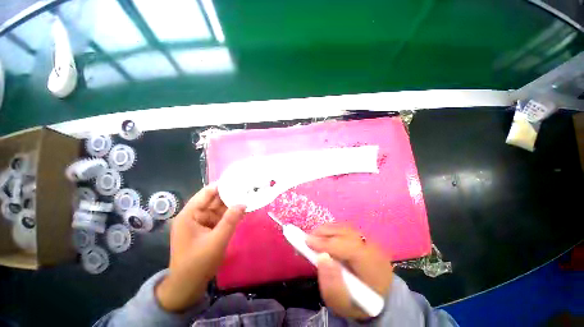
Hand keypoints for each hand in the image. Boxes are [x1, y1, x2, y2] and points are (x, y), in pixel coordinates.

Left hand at [155, 184, 245, 311]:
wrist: (188, 286)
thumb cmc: (198, 263)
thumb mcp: (216, 241)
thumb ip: (230, 220)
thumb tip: (243, 202)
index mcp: (190, 215)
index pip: (207, 193)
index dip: (222, 185)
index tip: (238, 179)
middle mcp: (194, 215)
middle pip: (214, 199)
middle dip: (230, 193)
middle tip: (247, 186)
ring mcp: (201, 222)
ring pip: (219, 208)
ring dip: (232, 203)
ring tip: (248, 195)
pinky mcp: (208, 229)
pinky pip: (221, 217)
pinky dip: (231, 214)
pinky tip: (242, 209)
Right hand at [306, 224, 392, 318]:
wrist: (376, 299)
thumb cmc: (358, 304)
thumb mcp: (343, 304)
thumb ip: (331, 285)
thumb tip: (322, 257)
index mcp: (373, 268)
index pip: (350, 247)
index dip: (327, 242)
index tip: (307, 242)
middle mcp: (374, 249)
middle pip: (346, 232)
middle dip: (324, 233)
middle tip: (307, 239)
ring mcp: (369, 240)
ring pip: (345, 228)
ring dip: (326, 230)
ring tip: (313, 238)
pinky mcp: (363, 237)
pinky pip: (345, 229)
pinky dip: (331, 230)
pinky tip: (323, 237)